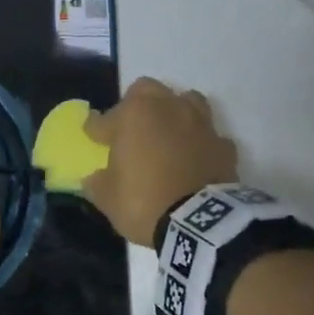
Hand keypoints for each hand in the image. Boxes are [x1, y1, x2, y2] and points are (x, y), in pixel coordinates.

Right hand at [82, 77, 238, 245]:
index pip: (104, 118)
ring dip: (173, 113)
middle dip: (134, 105)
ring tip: (166, 134)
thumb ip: (98, 181)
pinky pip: (207, 135)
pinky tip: (193, 157)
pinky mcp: (223, 144)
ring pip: (185, 100)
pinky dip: (199, 143)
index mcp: (133, 115)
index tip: (91, 136)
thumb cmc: (143, 203)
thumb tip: (95, 177)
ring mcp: (200, 123)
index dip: (94, 129)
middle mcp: (167, 108)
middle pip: (146, 90)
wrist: (199, 224)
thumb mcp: (107, 198)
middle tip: (129, 129)